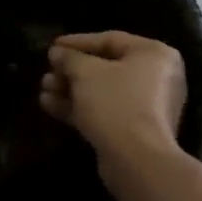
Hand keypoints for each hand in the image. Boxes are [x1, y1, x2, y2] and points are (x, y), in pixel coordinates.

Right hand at [39, 32, 187, 180]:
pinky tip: (50, 105)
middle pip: (106, 67)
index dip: (77, 42)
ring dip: (71, 89)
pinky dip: (81, 107)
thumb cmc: (115, 102)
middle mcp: (157, 77)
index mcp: (154, 53)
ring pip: (103, 91)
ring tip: (44, 89)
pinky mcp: (136, 131)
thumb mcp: (85, 72)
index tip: (52, 46)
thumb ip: (69, 57)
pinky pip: (106, 110)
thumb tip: (58, 53)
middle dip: (71, 70)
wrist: (136, 160)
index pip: (110, 39)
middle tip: (47, 71)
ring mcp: (149, 106)